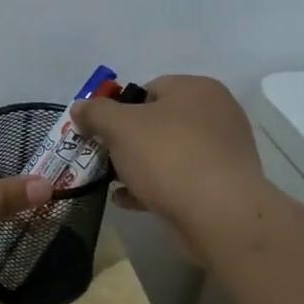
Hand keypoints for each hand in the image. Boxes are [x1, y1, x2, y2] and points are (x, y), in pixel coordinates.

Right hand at [70, 76, 267, 262]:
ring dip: (139, 166)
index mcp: (197, 89)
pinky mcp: (224, 185)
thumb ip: (95, 113)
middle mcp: (216, 113)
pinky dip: (155, 187)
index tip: (101, 133)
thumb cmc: (168, 156)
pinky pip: (181, 179)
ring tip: (114, 184)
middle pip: (158, 122)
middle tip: (106, 159)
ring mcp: (223, 151)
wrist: (219, 214)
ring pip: (169, 153)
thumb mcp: (119, 127)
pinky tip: (130, 201)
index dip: (119, 109)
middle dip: (128, 141)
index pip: (148, 88)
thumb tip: (79, 108)